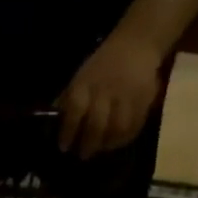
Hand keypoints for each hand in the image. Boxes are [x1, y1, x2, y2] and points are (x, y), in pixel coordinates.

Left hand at [56, 29, 164, 158]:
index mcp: (86, 84)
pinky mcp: (144, 99)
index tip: (64, 147)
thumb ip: (68, 99)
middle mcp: (105, 90)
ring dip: (108, 144)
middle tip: (83, 154)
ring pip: (117, 128)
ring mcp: (126, 95)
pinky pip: (135, 125)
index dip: (67, 131)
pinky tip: (117, 142)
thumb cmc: (102, 65)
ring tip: (101, 148)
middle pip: (96, 124)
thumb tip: (54, 121)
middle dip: (88, 144)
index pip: (74, 111)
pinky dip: (125, 138)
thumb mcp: (81, 77)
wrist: (136, 43)